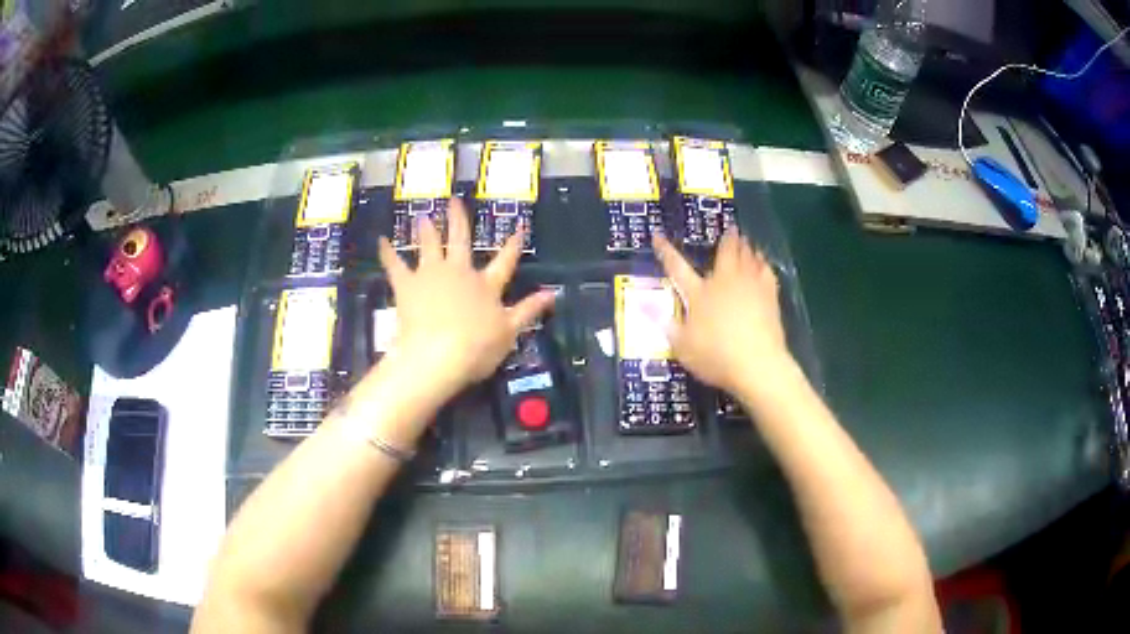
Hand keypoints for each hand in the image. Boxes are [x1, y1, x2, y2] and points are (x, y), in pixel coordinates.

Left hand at [377, 197, 554, 399]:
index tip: (519, 227)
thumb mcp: (509, 332)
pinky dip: (388, 252)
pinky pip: (394, 264)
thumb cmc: (477, 348)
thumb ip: (529, 310)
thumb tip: (552, 293)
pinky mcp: (407, 284)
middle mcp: (459, 272)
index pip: (504, 261)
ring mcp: (431, 274)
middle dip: (459, 219)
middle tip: (454, 200)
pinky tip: (382, 241)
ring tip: (423, 215)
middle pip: (460, 240)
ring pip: (429, 245)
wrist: (438, 354)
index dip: (512, 245)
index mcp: (486, 285)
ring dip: (427, 229)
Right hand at [653, 228, 792, 394]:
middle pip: (725, 253)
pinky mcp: (769, 296)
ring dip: (746, 246)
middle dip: (726, 239)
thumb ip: (667, 325)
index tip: (658, 235)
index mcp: (698, 294)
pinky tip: (763, 262)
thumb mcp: (682, 347)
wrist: (757, 363)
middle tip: (730, 228)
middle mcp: (723, 282)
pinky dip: (763, 263)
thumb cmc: (715, 357)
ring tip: (746, 239)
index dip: (666, 251)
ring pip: (748, 257)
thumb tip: (644, 306)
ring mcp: (749, 286)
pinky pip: (766, 271)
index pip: (677, 267)